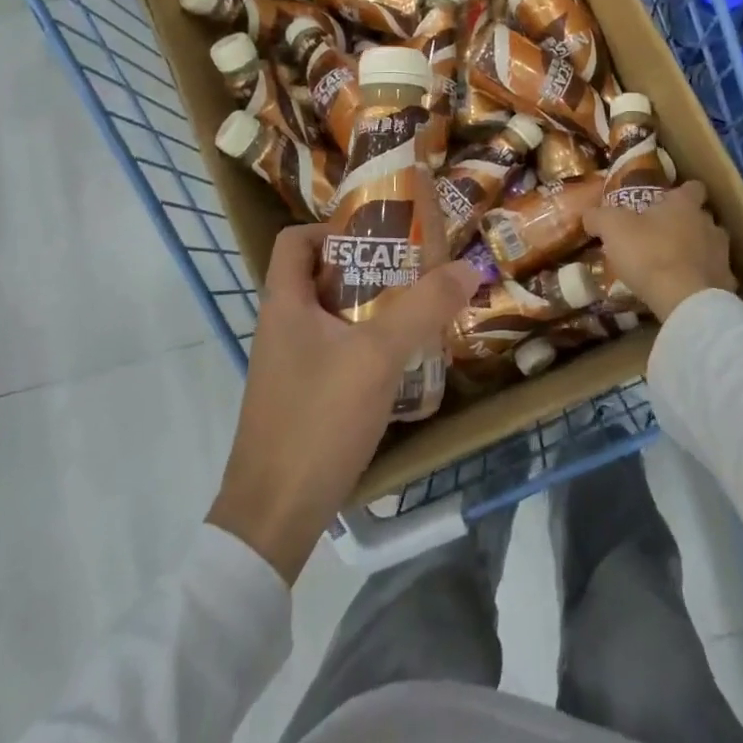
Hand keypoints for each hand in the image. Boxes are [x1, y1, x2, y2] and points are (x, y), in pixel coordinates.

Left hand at [208, 224, 482, 583]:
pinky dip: (367, 344)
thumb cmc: (318, 419)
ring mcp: (290, 364)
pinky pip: (337, 350)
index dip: (332, 227)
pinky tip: (403, 360)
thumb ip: (423, 308)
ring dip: (373, 308)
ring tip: (419, 308)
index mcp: (284, 303)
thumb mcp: (378, 356)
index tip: (380, 234)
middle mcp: (281, 326)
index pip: (295, 239)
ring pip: (333, 316)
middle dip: (369, 267)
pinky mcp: (302, 396)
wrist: (274, 515)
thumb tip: (468, 267)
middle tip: (416, 269)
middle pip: (321, 275)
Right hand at [582, 181, 734, 321]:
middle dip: (686, 224)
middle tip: (661, 236)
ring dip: (696, 251)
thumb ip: (600, 217)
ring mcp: (722, 254)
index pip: (692, 187)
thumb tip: (590, 214)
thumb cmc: (649, 253)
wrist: (685, 299)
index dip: (680, 193)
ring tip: (674, 265)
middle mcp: (709, 223)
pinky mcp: (727, 283)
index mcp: (684, 205)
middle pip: (701, 217)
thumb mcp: (613, 228)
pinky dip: (702, 279)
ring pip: (710, 246)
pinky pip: (714, 276)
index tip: (666, 202)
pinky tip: (685, 289)